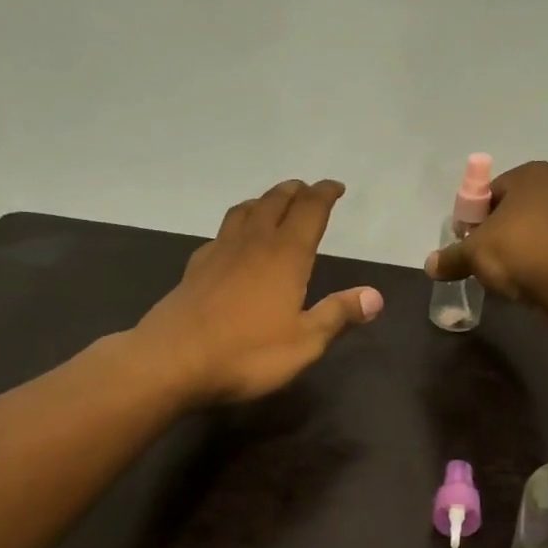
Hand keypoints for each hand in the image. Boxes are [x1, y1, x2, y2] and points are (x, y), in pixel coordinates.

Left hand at [132, 179, 382, 404]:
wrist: (172, 361)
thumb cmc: (247, 354)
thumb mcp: (304, 342)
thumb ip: (338, 315)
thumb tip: (375, 296)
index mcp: (285, 256)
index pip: (309, 211)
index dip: (324, 194)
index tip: (336, 186)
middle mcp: (253, 244)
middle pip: (275, 203)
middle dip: (295, 192)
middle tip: (308, 189)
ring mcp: (220, 253)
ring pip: (244, 211)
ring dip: (264, 200)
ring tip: (273, 203)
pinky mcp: (196, 268)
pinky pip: (222, 233)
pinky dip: (237, 225)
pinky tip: (234, 240)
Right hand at [424, 161, 547, 303]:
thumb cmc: (520, 250)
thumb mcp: (475, 253)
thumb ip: (451, 258)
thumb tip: (430, 265)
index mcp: (530, 174)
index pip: (490, 193)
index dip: (474, 220)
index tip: (467, 244)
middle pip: (515, 212)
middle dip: (498, 235)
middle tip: (484, 261)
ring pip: (536, 232)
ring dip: (521, 250)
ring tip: (506, 277)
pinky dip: (541, 264)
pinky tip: (530, 283)